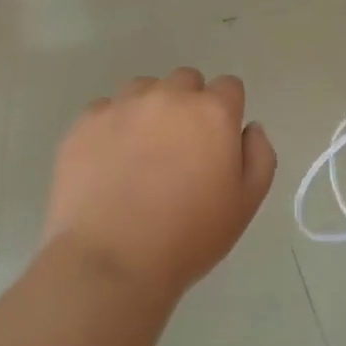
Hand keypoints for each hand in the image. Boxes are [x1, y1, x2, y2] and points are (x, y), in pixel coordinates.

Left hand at [42, 69, 275, 303]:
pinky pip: (105, 109)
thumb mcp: (245, 204)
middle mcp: (169, 96)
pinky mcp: (85, 123)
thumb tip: (249, 127)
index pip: (229, 86)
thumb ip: (260, 156)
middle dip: (188, 105)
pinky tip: (108, 163)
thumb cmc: (188, 237)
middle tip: (180, 148)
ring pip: (144, 89)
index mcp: (213, 111)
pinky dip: (111, 127)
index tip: (217, 142)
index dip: (226, 111)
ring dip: (149, 110)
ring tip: (140, 152)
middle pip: (186, 81)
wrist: (110, 263)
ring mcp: (123, 105)